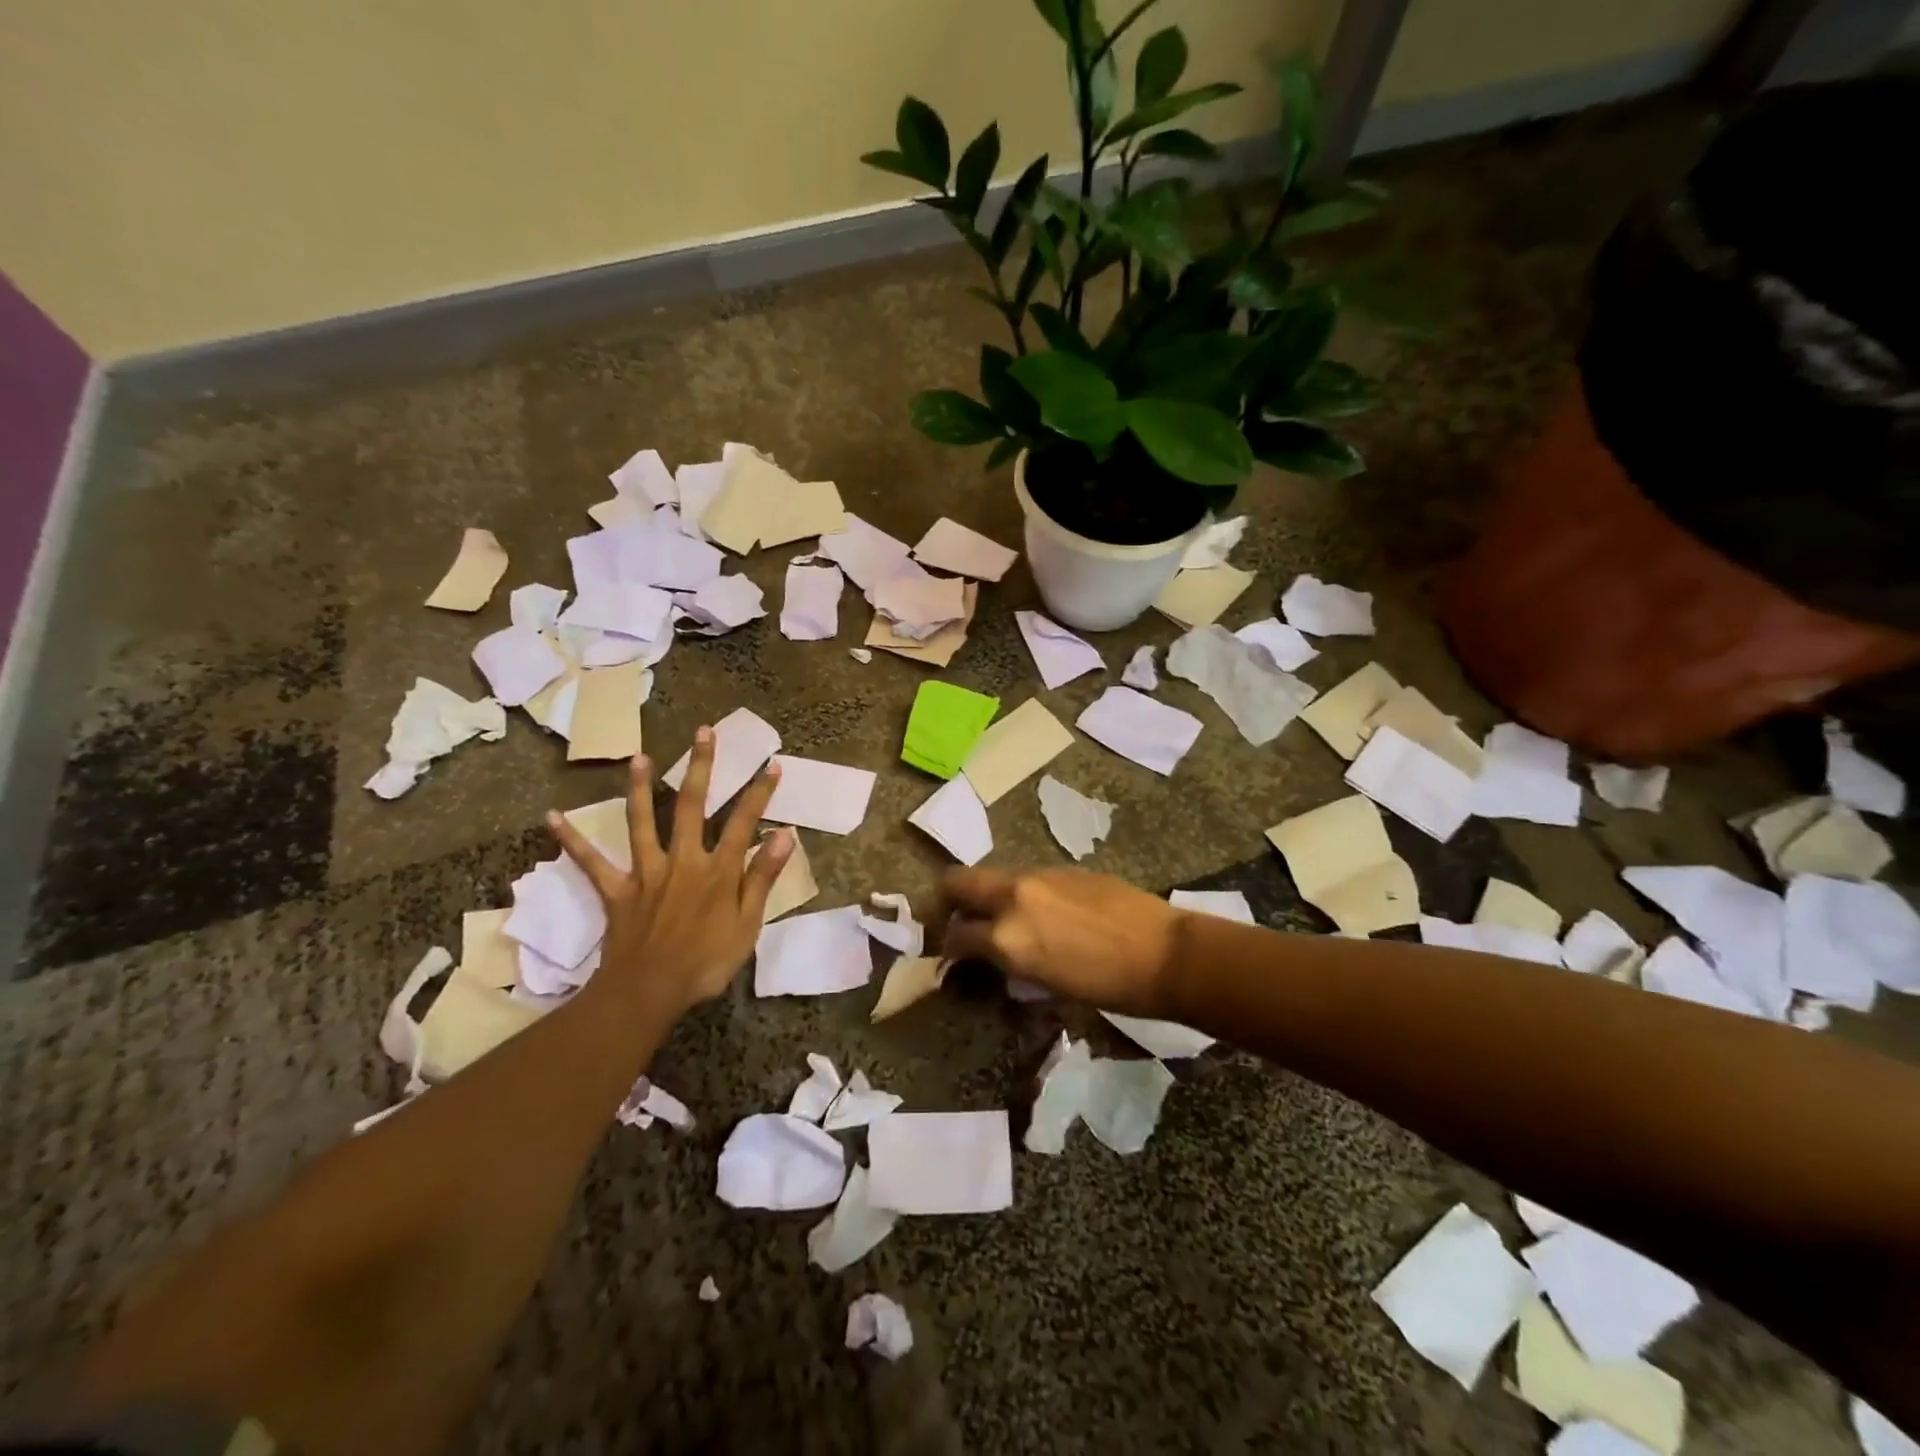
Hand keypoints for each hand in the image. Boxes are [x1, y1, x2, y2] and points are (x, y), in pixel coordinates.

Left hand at [547, 728, 791, 1017]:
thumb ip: (763, 877)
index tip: (771, 764)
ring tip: (638, 757)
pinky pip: (591, 863)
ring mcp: (646, 872)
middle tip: (703, 732)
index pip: (744, 823)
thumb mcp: (748, 924)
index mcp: (718, 870)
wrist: (648, 992)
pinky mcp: (617, 890)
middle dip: (700, 766)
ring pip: (642, 821)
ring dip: (639, 788)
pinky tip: (551, 817)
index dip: (759, 793)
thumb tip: (785, 835)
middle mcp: (682, 860)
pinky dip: (572, 841)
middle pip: (691, 805)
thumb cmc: (706, 962)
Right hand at [936, 867, 1181, 1016]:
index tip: (952, 955)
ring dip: (987, 895)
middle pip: (958, 882)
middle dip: (949, 901)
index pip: (956, 934)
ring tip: (1003, 919)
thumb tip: (990, 953)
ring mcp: (1038, 876)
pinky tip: (1042, 911)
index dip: (949, 947)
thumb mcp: (1046, 984)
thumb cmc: (1107, 987)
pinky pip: (1025, 877)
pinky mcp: (1062, 868)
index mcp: (1008, 936)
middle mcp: (1013, 897)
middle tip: (959, 921)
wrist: (1164, 954)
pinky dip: (1019, 892)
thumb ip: (1009, 960)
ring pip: (992, 876)